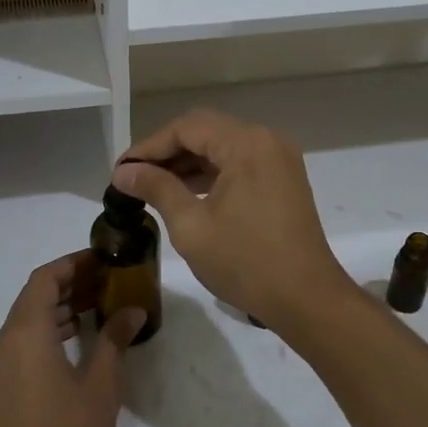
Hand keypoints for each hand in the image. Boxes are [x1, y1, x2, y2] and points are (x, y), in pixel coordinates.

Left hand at [0, 252, 141, 426]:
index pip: (45, 277)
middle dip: (70, 284)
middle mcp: (5, 342)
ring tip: (100, 307)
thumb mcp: (100, 385)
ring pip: (28, 320)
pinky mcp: (0, 389)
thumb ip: (113, 340)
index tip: (104, 259)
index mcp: (25, 332)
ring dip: (60, 308)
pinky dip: (49, 332)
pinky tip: (77, 343)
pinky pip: (23, 343)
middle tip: (109, 281)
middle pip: (35, 296)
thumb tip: (132, 311)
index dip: (73, 263)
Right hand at [113, 108, 355, 332]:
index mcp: (246, 144)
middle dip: (167, 151)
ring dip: (189, 162)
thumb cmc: (245, 262)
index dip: (149, 146)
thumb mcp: (191, 226)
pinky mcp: (284, 178)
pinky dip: (212, 173)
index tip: (120, 170)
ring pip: (223, 146)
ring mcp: (279, 158)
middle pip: (206, 131)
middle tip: (133, 177)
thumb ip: (156, 189)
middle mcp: (266, 140)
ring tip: (152, 186)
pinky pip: (240, 162)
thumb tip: (123, 172)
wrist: (307, 298)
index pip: (187, 128)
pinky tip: (186, 192)